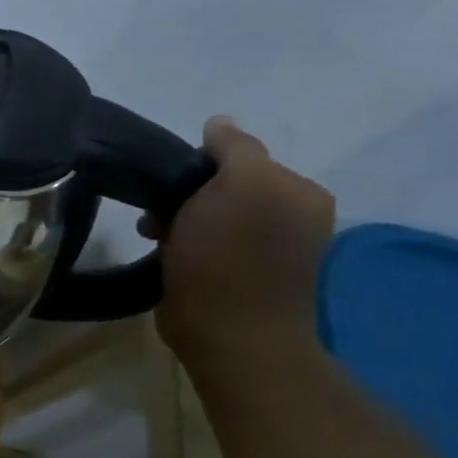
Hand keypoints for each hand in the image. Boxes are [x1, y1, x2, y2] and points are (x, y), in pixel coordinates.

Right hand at [151, 117, 334, 359]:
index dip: (199, 164)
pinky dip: (181, 242)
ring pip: (207, 213)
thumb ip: (234, 148)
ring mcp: (265, 248)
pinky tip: (168, 254)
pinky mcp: (239, 274)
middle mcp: (291, 216)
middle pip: (222, 184)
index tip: (174, 185)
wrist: (228, 334)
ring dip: (177, 219)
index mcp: (300, 192)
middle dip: (185, 193)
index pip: (240, 154)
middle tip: (159, 214)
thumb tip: (219, 123)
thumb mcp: (238, 186)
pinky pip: (203, 241)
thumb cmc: (230, 257)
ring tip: (157, 237)